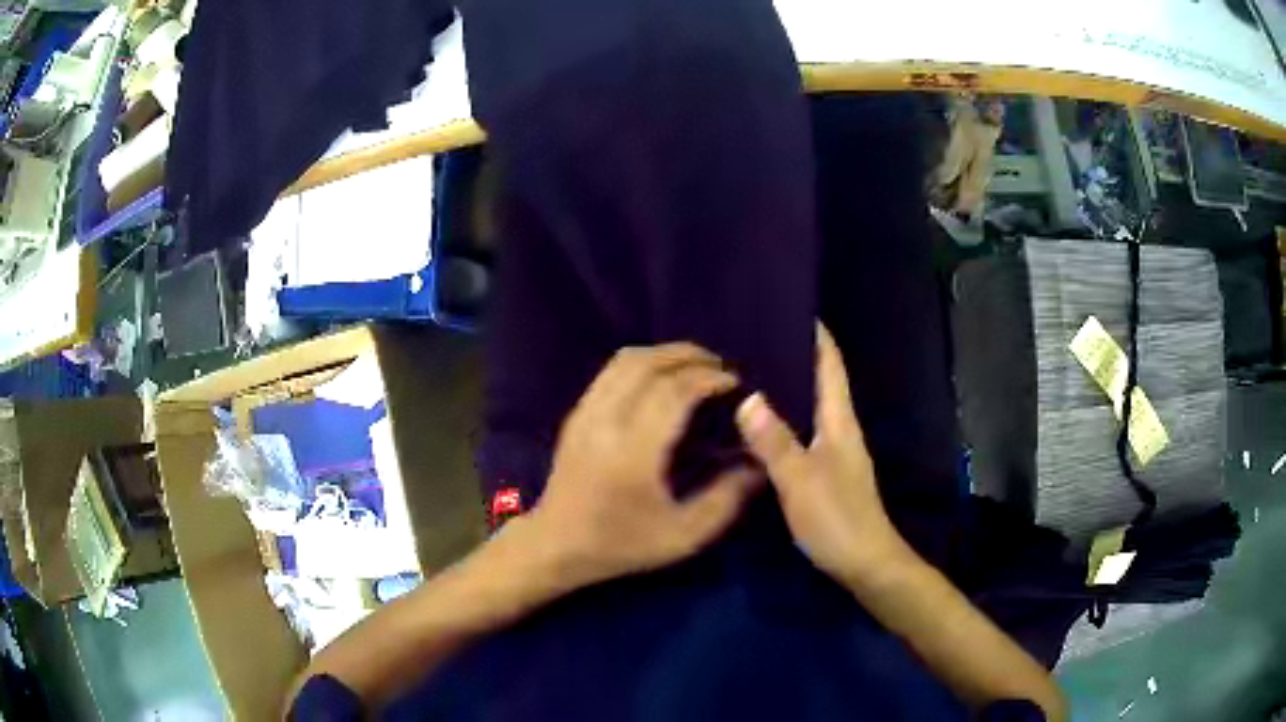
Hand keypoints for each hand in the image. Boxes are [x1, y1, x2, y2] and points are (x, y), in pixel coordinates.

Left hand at [525, 343, 761, 589]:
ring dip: (664, 354)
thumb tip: (758, 463)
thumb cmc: (622, 544)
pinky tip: (660, 379)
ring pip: (625, 361)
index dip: (707, 378)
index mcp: (633, 451)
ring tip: (694, 366)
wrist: (558, 545)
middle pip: (648, 364)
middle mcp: (605, 421)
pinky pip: (610, 372)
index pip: (673, 392)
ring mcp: (585, 413)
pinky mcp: (575, 414)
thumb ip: (726, 499)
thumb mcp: (683, 535)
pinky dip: (641, 363)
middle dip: (688, 356)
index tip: (734, 381)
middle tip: (719, 367)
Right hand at [735, 323, 906, 584]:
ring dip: (786, 386)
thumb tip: (747, 397)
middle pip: (820, 380)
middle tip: (754, 338)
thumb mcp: (801, 480)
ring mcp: (834, 451)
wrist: (865, 563)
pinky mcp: (825, 471)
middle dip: (794, 354)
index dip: (816, 335)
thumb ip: (775, 441)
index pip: (830, 365)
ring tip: (749, 372)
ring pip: (809, 406)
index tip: (792, 307)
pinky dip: (783, 418)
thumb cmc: (838, 519)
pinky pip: (801, 431)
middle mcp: (839, 428)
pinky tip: (758, 424)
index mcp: (839, 421)